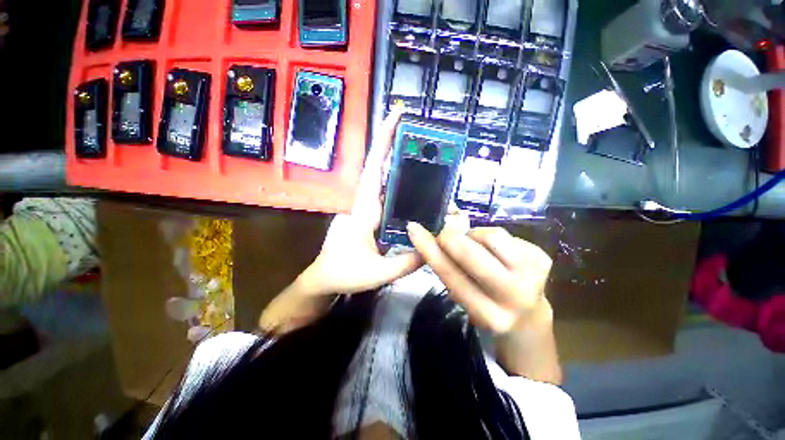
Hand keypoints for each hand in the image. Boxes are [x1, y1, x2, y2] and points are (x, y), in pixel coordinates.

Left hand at [295, 108, 421, 296]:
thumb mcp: (377, 272)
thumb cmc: (343, 274)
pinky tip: (419, 190)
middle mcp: (365, 202)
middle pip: (382, 169)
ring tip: (429, 159)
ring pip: (386, 182)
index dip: (384, 142)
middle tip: (426, 135)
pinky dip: (402, 188)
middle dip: (399, 147)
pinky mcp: (370, 216)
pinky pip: (388, 197)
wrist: (324, 279)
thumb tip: (433, 248)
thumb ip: (406, 262)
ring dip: (403, 167)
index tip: (397, 116)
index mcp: (363, 209)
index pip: (374, 169)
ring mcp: (367, 208)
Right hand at [406, 217, 551, 333]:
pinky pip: (503, 234)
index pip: (451, 274)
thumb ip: (449, 269)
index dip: (429, 249)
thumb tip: (433, 236)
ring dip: (472, 235)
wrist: (528, 315)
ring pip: (489, 235)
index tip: (414, 229)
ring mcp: (534, 275)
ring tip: (473, 244)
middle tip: (443, 232)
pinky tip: (492, 249)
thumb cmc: (487, 305)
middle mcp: (513, 297)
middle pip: (471, 253)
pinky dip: (488, 236)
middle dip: (449, 237)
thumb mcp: (464, 297)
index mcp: (487, 314)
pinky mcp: (543, 258)